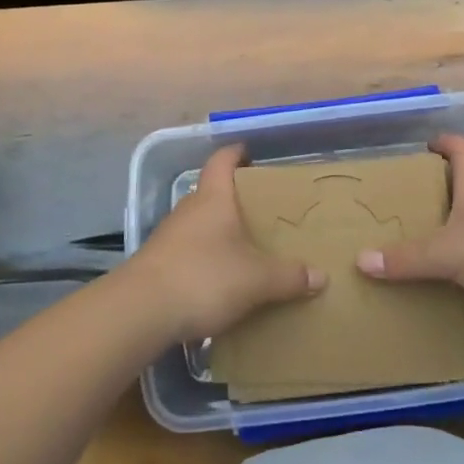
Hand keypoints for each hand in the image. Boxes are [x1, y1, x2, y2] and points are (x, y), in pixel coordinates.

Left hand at [127, 145, 325, 343]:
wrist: (141, 311)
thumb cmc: (204, 277)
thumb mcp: (256, 280)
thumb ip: (289, 276)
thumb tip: (321, 275)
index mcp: (213, 198)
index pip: (222, 161)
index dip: (236, 153)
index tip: (251, 153)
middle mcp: (189, 209)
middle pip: (212, 193)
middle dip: (235, 199)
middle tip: (263, 210)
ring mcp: (169, 236)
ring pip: (200, 224)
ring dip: (219, 231)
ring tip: (246, 246)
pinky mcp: (159, 264)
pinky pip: (189, 251)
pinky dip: (206, 257)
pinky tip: (221, 278)